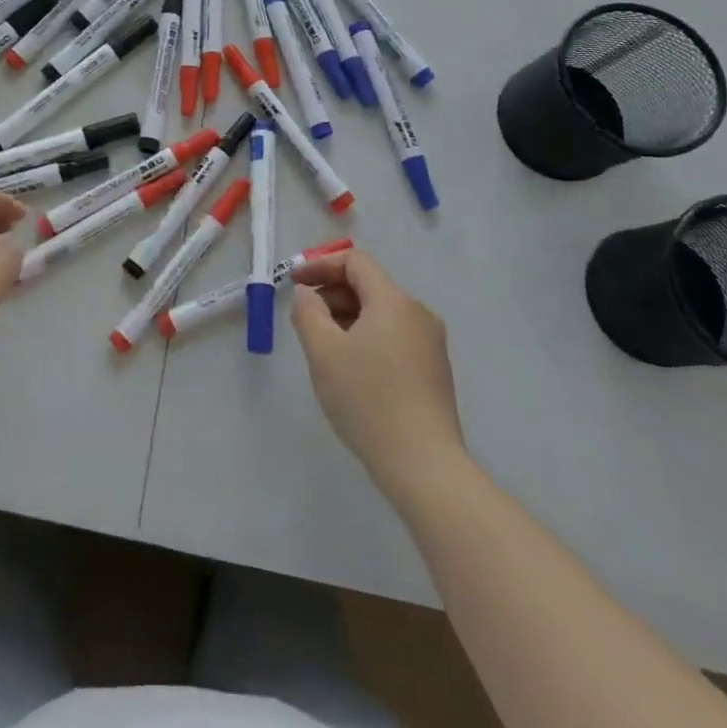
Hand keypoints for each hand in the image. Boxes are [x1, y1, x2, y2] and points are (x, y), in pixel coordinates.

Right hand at [291, 249, 468, 506]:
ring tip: (323, 347)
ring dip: (347, 318)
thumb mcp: (323, 351)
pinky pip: (393, 336)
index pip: (355, 262)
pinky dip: (366, 338)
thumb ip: (308, 312)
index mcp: (394, 301)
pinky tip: (350, 369)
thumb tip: (308, 294)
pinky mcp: (433, 370)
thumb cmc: (368, 399)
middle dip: (332, 293)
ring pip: (380, 313)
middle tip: (304, 319)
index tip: (293, 282)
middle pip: (369, 285)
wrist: (423, 465)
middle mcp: (418, 314)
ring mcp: (430, 343)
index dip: (320, 265)